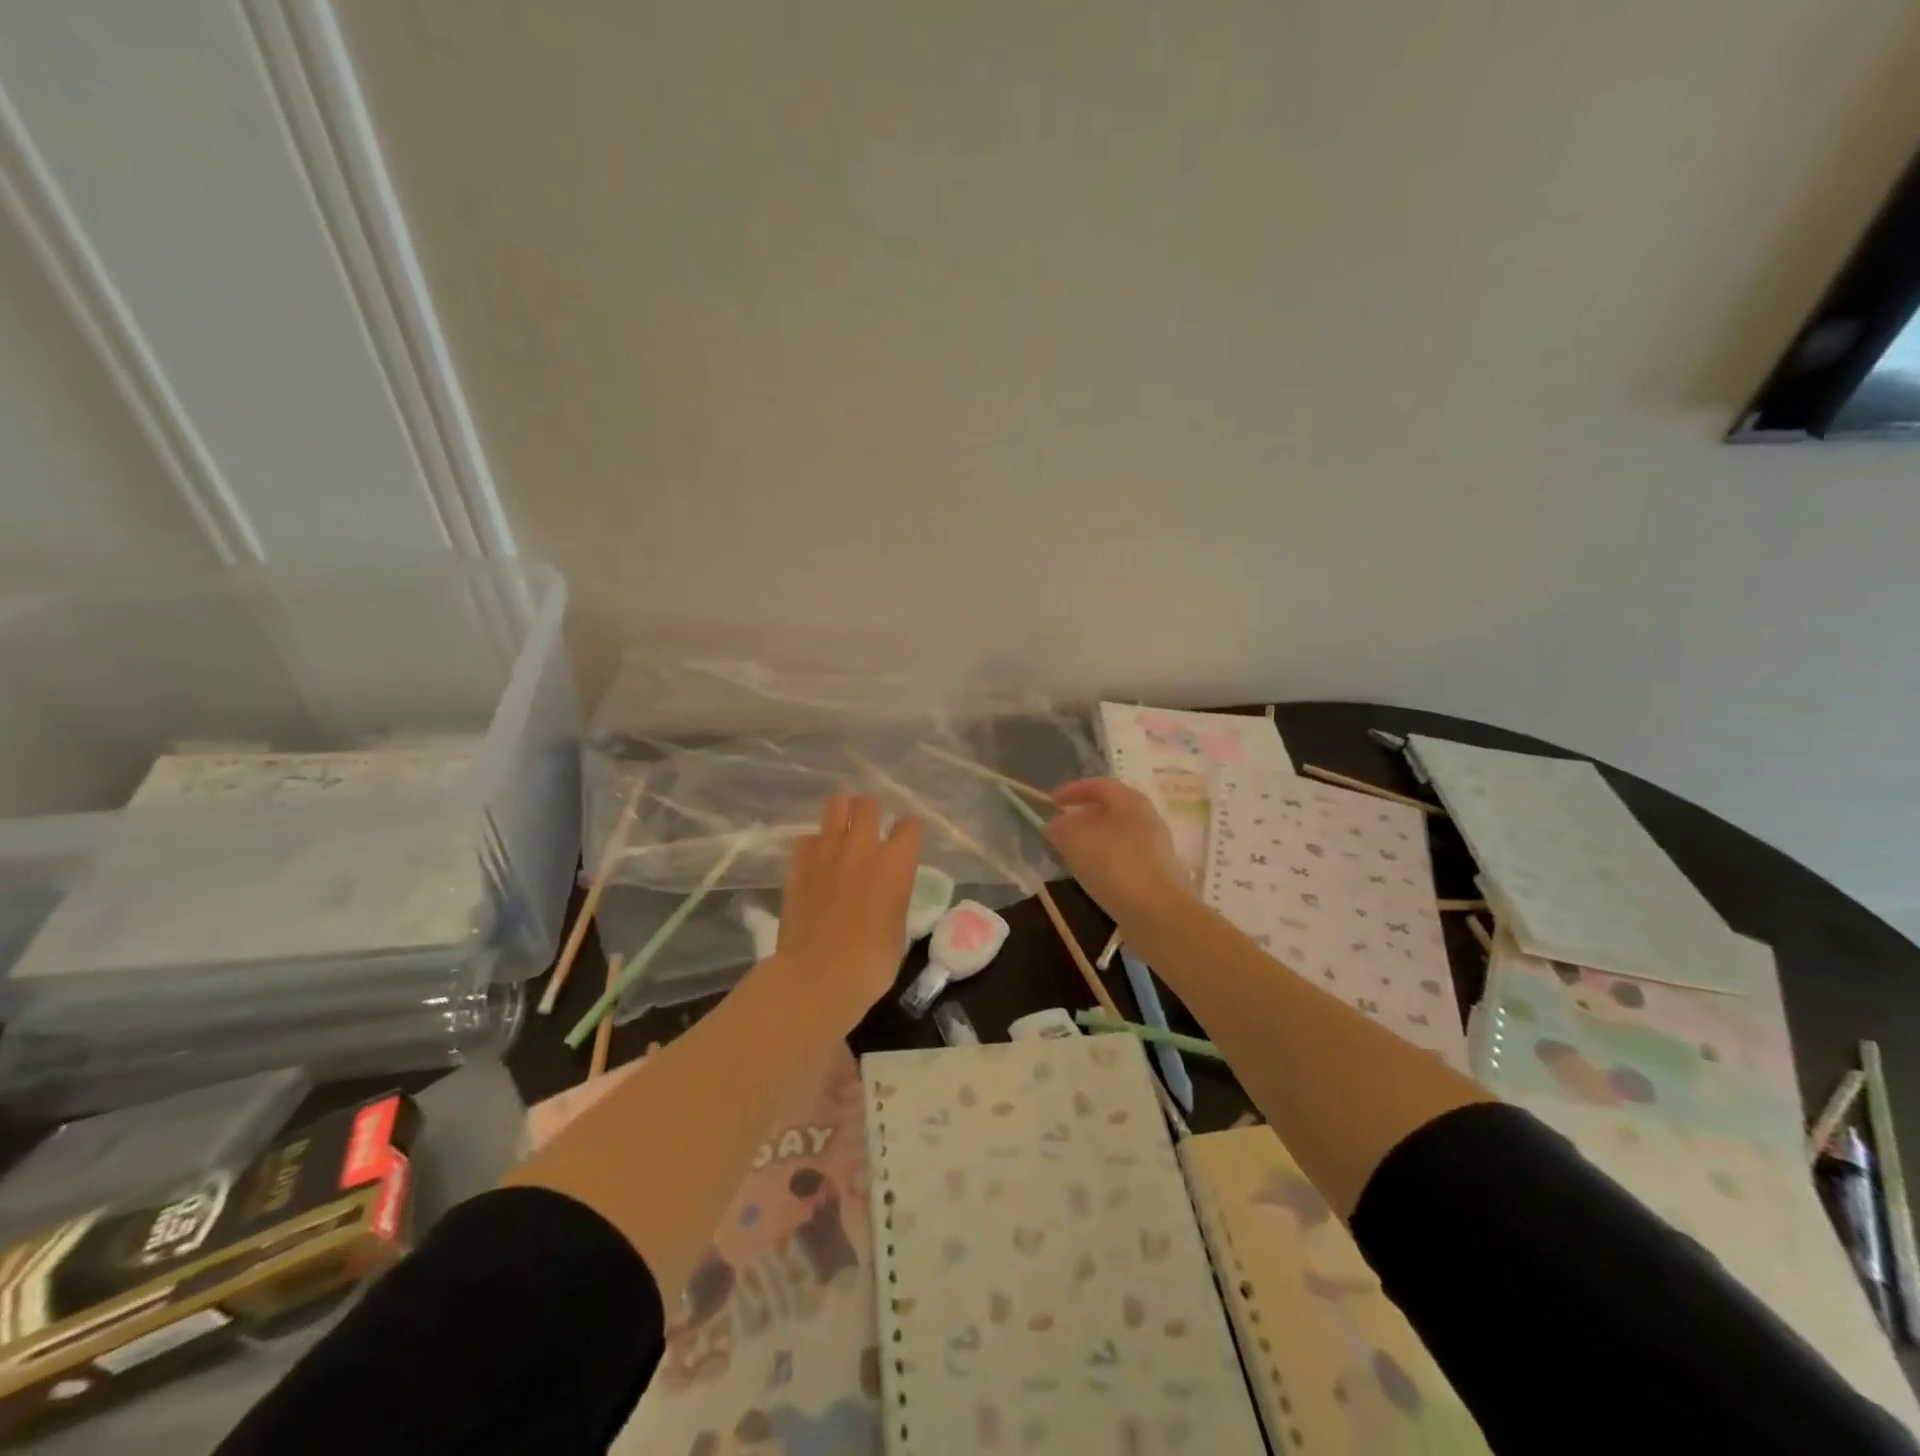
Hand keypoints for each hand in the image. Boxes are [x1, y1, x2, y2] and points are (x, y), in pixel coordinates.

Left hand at [775, 792, 923, 1032]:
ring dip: (842, 813)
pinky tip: (816, 860)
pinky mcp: (798, 864)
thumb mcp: (898, 929)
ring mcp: (826, 852)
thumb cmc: (871, 963)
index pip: (911, 825)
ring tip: (843, 829)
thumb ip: (894, 897)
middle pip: (868, 804)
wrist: (817, 976)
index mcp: (896, 864)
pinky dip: (814, 844)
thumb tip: (885, 891)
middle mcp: (863, 847)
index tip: (907, 842)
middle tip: (870, 828)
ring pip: (836, 805)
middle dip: (872, 811)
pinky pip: (807, 838)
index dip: (910, 832)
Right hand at [1044, 778, 1192, 922]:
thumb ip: (1060, 827)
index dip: (1073, 790)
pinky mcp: (1158, 874)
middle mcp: (1148, 819)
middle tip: (1060, 830)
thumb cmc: (1114, 865)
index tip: (1051, 802)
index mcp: (1131, 801)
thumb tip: (1055, 825)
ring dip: (1093, 841)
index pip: (1100, 785)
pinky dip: (1105, 861)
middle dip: (1082, 817)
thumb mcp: (1075, 840)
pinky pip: (1125, 858)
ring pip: (1118, 836)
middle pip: (1111, 810)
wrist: (1157, 913)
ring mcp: (1156, 848)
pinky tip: (1092, 876)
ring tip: (1071, 855)